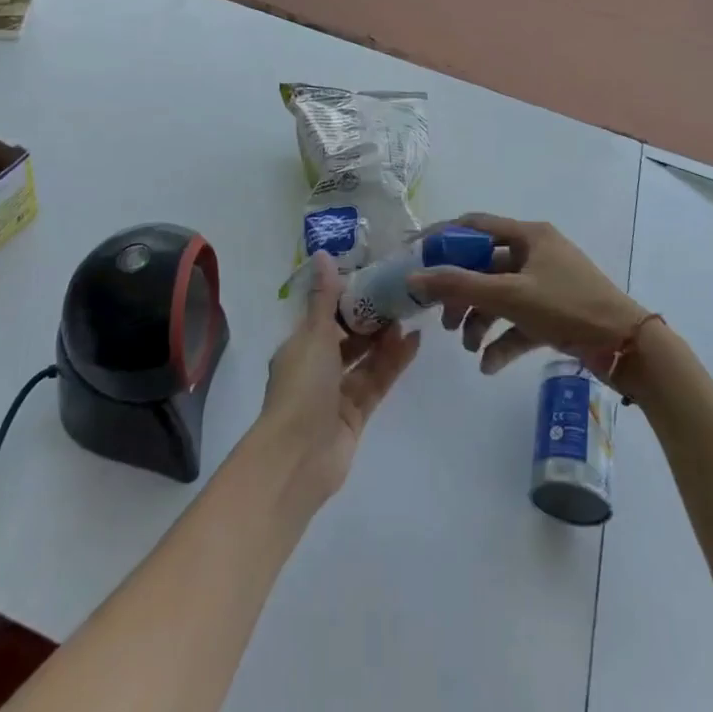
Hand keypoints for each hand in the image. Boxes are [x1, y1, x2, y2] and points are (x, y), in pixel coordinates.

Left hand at [255, 251, 420, 504]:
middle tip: (399, 298)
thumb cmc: (302, 387)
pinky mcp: (355, 415)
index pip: (325, 316)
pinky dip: (393, 364)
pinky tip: (414, 343)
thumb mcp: (314, 335)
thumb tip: (322, 254)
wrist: (298, 457)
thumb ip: (324, 297)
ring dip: (385, 341)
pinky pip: (376, 382)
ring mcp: (336, 394)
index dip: (347, 299)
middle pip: (347, 338)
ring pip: (364, 360)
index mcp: (299, 346)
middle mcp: (316, 368)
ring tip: (410, 317)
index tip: (373, 279)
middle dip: (370, 320)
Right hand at [410, 214, 647, 376]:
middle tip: (443, 318)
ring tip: (468, 346)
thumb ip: (460, 285)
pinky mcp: (554, 313)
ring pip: (499, 296)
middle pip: (484, 266)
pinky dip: (502, 340)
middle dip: (461, 292)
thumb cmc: (568, 307)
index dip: (442, 238)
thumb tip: (414, 278)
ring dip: (480, 320)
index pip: (474, 225)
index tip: (414, 257)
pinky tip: (489, 365)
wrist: (627, 348)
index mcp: (528, 235)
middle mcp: (535, 253)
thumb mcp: (510, 295)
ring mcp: (545, 283)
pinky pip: (518, 321)